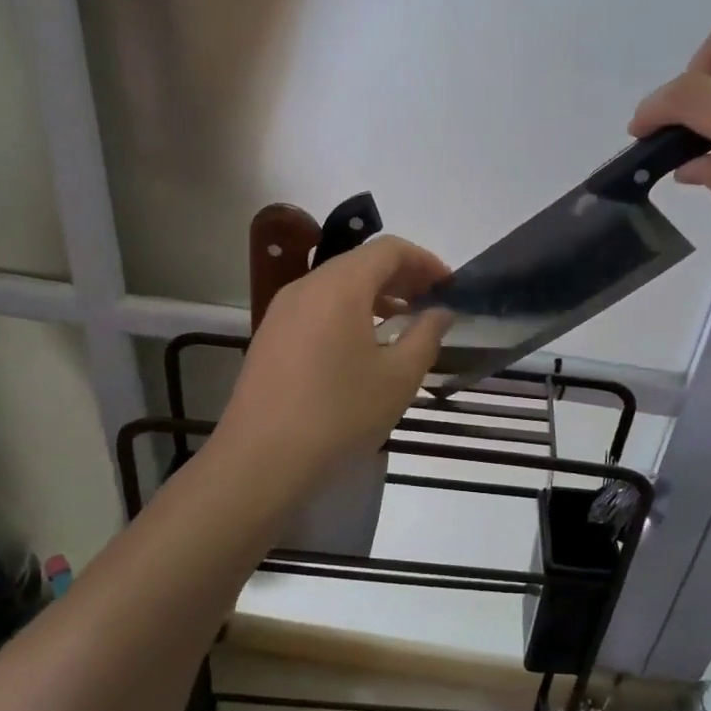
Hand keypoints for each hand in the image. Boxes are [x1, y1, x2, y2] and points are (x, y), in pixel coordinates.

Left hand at [213, 236, 452, 480]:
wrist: (260, 461)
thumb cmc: (339, 413)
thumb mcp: (398, 377)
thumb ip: (426, 335)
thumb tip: (440, 312)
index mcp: (340, 285)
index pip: (389, 250)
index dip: (425, 261)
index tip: (450, 286)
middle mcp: (307, 285)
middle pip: (362, 262)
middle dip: (402, 276)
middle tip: (432, 301)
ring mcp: (283, 310)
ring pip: (338, 284)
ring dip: (376, 293)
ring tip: (404, 319)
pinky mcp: (271, 335)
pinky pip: (318, 305)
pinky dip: (349, 310)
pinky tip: (364, 342)